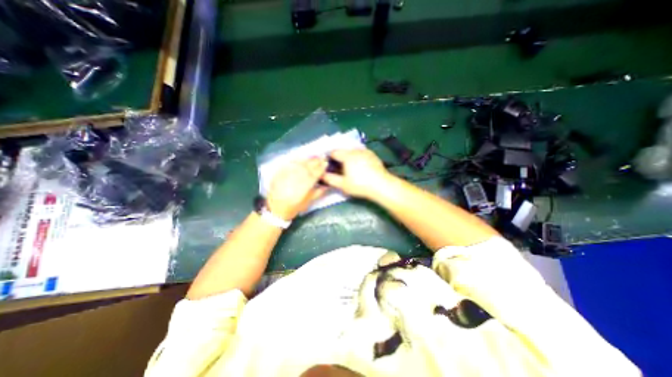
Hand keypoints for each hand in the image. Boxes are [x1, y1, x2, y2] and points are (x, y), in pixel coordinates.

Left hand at [268, 158, 329, 219]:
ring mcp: (289, 173)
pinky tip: (300, 157)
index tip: (326, 163)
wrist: (276, 209)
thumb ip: (319, 192)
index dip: (322, 167)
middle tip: (321, 156)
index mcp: (306, 185)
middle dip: (316, 161)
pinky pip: (290, 163)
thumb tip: (327, 186)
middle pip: (309, 166)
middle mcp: (298, 177)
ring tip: (313, 156)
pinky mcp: (281, 172)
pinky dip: (296, 160)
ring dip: (308, 159)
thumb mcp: (309, 201)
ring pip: (300, 163)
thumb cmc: (295, 207)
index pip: (316, 173)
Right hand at [322, 149, 391, 198]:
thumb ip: (330, 179)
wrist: (381, 185)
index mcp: (347, 155)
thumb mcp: (343, 184)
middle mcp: (356, 150)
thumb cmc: (360, 185)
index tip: (328, 164)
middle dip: (339, 157)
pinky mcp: (373, 155)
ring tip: (348, 167)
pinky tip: (359, 166)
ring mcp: (366, 151)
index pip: (334, 152)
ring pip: (352, 151)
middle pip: (343, 150)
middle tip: (338, 168)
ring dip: (348, 156)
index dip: (329, 157)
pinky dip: (357, 157)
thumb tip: (322, 175)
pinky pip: (361, 153)